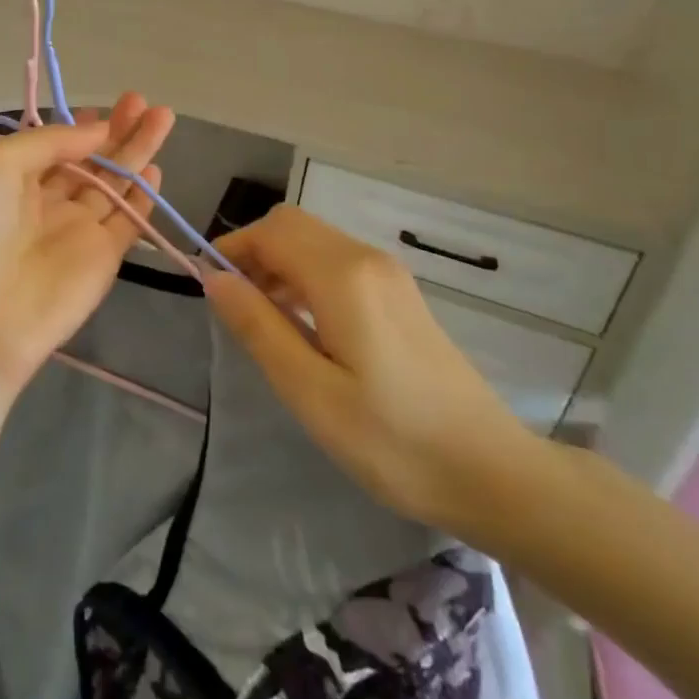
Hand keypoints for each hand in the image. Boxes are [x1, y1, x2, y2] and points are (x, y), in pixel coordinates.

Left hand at [0, 93, 175, 396]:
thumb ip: (49, 142)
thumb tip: (96, 131)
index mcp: (9, 179)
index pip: (53, 146)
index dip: (81, 126)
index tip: (109, 105)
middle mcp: (43, 203)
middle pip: (88, 160)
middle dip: (117, 130)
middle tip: (144, 101)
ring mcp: (74, 232)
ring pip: (112, 184)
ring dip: (136, 152)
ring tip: (163, 116)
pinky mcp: (102, 260)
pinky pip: (127, 222)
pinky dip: (143, 198)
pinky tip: (157, 169)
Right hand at [204, 204, 539, 534]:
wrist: (493, 473)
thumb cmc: (393, 441)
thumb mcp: (311, 392)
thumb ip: (259, 327)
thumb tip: (214, 278)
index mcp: (342, 276)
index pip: (270, 231)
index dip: (231, 247)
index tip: (206, 285)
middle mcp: (366, 258)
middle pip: (292, 225)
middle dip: (253, 251)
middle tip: (235, 305)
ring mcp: (388, 273)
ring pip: (314, 240)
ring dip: (278, 262)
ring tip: (263, 318)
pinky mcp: (400, 292)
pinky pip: (337, 260)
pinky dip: (306, 274)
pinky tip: (304, 323)